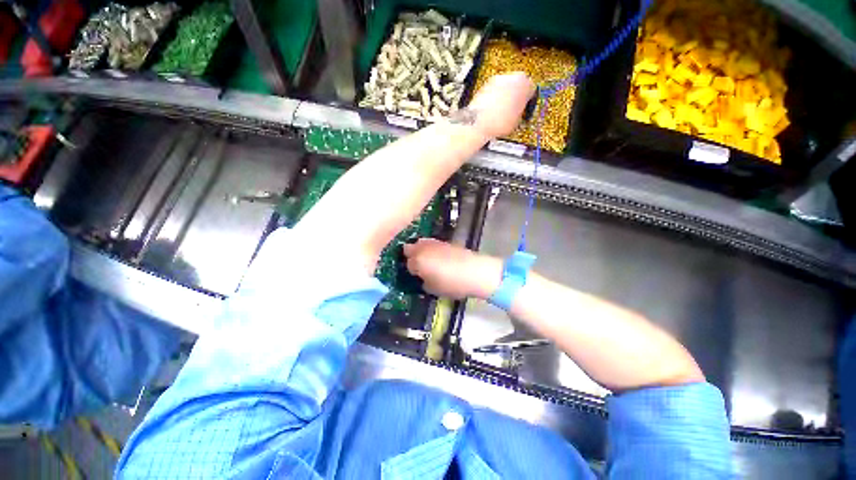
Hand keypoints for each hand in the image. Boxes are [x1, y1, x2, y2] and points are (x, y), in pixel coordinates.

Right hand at [403, 239, 501, 299]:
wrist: (475, 271)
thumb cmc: (452, 283)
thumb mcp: (433, 289)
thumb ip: (423, 281)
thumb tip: (423, 277)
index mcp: (418, 261)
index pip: (407, 264)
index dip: (411, 270)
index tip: (415, 276)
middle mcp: (423, 248)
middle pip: (409, 248)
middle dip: (410, 256)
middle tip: (417, 266)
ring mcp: (434, 243)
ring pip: (420, 243)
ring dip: (419, 250)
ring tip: (427, 261)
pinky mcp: (445, 241)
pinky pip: (431, 243)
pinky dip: (430, 249)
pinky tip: (438, 257)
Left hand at [464, 72, 535, 137]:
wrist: (480, 123)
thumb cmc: (499, 122)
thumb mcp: (518, 120)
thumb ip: (521, 111)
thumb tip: (519, 113)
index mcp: (525, 84)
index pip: (531, 89)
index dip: (528, 100)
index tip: (525, 106)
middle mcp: (511, 77)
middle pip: (517, 84)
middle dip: (516, 95)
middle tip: (513, 108)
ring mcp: (496, 80)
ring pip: (504, 86)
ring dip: (504, 96)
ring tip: (501, 111)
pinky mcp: (484, 85)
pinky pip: (493, 91)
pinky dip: (493, 98)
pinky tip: (492, 110)